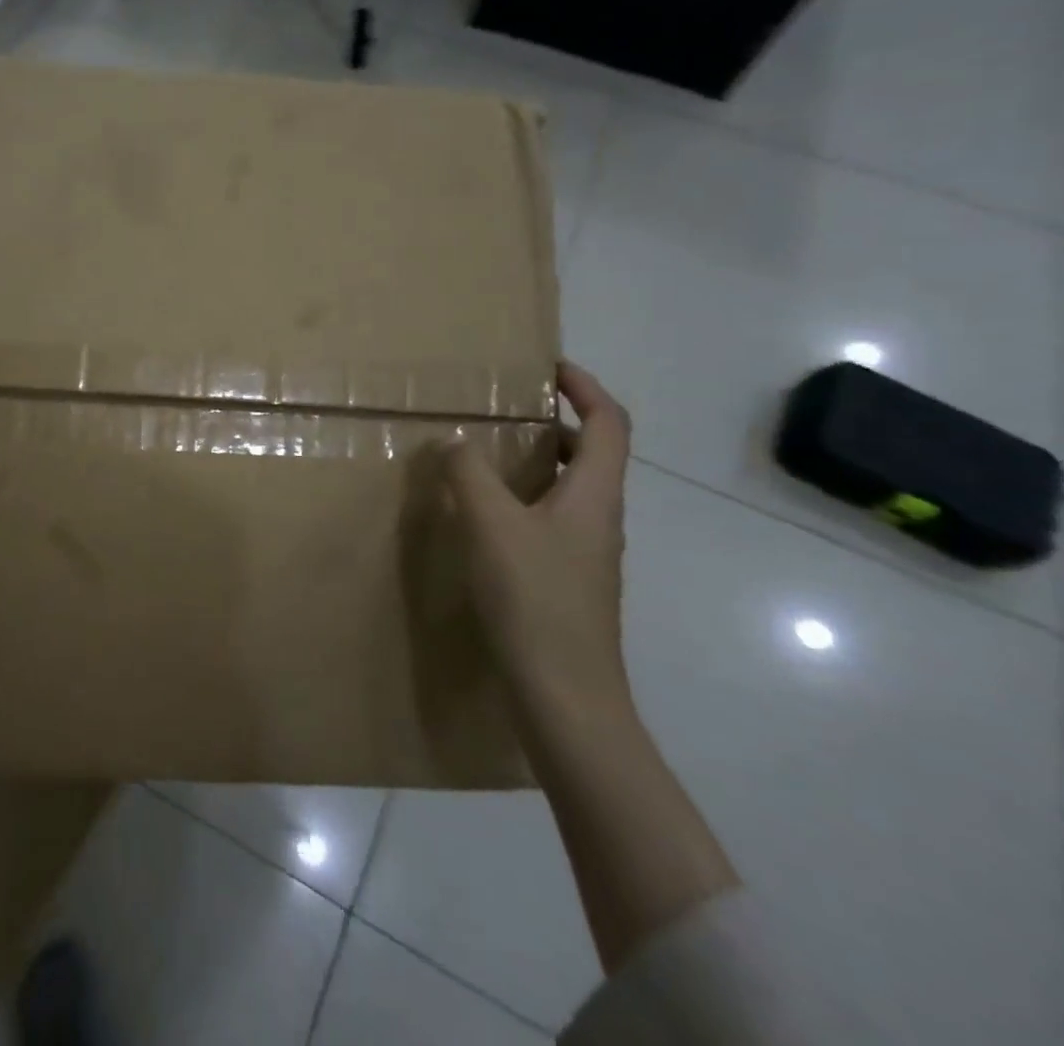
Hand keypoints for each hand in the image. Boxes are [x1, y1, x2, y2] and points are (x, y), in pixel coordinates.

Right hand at [443, 361, 631, 716]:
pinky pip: (549, 522)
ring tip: (484, 460)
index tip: (548, 368)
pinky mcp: (567, 583)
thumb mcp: (491, 524)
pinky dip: (522, 503)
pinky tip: (482, 521)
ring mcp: (586, 555)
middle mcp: (599, 519)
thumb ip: (469, 473)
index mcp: (594, 494)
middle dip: (554, 424)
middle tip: (503, 413)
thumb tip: (455, 440)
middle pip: (591, 455)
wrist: (566, 696)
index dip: (585, 387)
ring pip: (567, 491)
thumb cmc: (534, 599)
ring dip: (535, 465)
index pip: (608, 423)